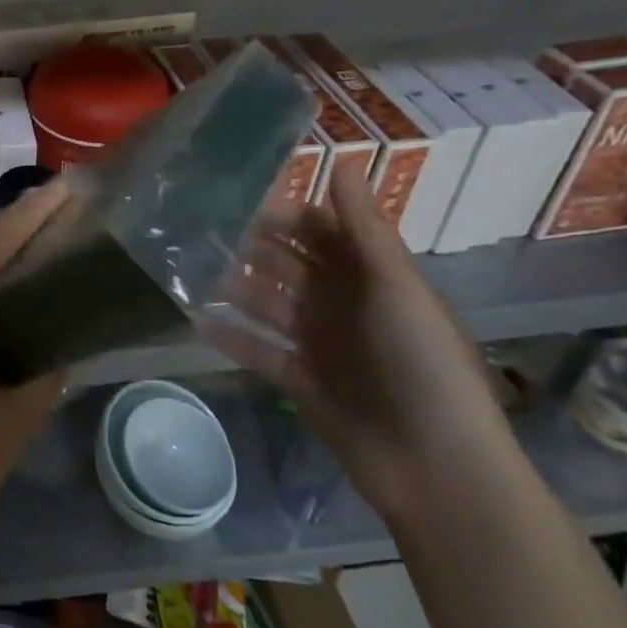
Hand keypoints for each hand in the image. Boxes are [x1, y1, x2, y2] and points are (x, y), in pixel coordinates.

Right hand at [205, 169, 513, 525]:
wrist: (437, 466)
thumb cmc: (423, 363)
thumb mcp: (397, 286)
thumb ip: (363, 227)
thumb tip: (344, 160)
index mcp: (371, 277)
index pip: (320, 231)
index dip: (283, 213)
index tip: (235, 197)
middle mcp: (343, 304)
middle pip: (288, 264)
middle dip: (250, 247)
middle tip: (199, 230)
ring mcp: (321, 343)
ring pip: (268, 303)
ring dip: (234, 288)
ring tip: (189, 270)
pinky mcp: (302, 380)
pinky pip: (259, 350)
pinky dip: (231, 337)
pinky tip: (195, 322)